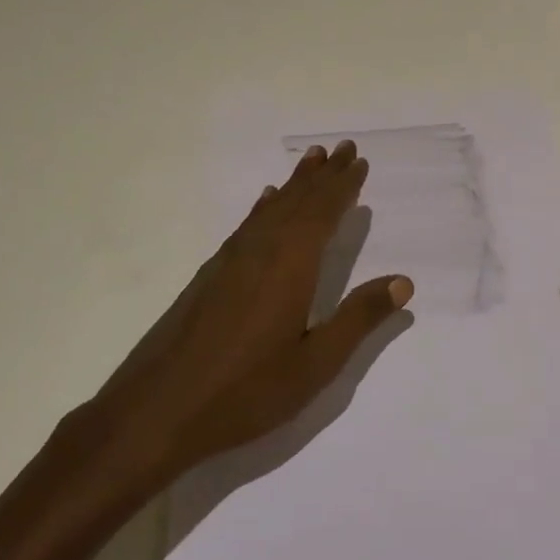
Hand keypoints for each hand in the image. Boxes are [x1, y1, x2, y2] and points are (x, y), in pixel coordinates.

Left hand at [81, 141, 412, 498]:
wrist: (156, 412)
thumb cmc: (245, 392)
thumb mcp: (315, 364)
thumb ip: (359, 319)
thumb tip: (403, 281)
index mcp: (290, 265)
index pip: (323, 212)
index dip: (343, 186)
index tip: (358, 161)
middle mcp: (260, 250)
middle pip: (297, 201)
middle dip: (322, 175)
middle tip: (342, 147)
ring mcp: (229, 261)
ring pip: (270, 209)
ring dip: (294, 184)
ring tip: (310, 161)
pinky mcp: (208, 276)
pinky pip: (247, 226)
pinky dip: (263, 208)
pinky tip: (264, 204)